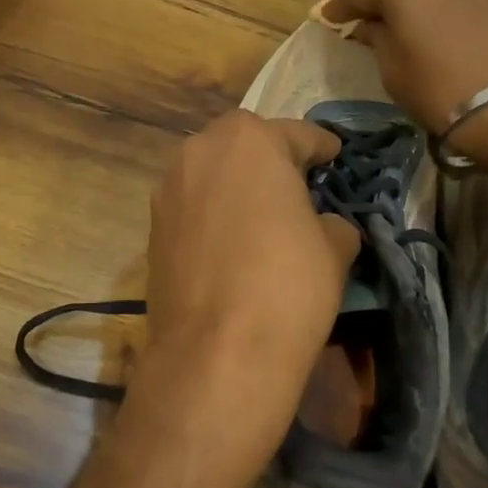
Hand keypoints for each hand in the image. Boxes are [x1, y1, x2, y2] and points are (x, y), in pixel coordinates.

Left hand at [132, 113, 360, 474]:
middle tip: (297, 183)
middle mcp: (201, 150)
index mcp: (250, 140)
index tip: (334, 156)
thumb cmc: (287, 285)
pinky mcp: (152, 227)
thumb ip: (331, 223)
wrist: (216, 352)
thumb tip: (323, 225)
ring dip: (236, 183)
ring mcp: (169, 188)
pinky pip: (192, 206)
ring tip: (261, 213)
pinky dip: (212, 213)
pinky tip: (230, 241)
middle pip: (244, 144)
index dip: (322, 148)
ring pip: (212, 172)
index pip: (297, 134)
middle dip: (270, 158)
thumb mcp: (334, 248)